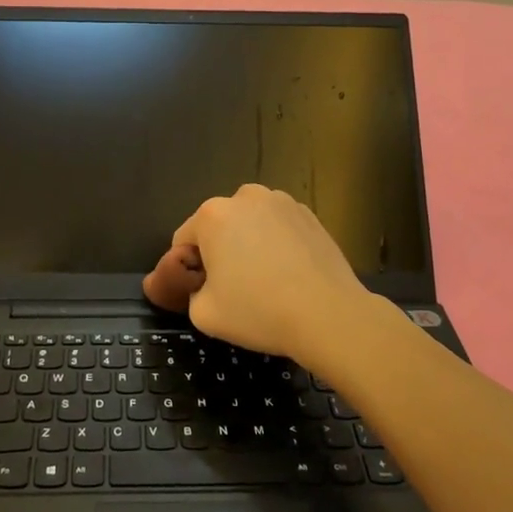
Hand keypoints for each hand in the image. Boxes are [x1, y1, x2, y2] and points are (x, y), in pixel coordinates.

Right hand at [141, 184, 377, 367]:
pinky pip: (279, 226)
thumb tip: (202, 285)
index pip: (184, 240)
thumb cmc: (259, 311)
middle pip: (219, 226)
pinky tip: (290, 272)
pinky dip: (278, 242)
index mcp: (212, 214)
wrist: (328, 313)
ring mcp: (280, 201)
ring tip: (267, 279)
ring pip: (250, 223)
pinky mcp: (308, 213)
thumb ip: (190, 293)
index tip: (204, 291)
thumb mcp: (204, 314)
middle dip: (220, 250)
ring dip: (250, 242)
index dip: (189, 268)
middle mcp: (244, 197)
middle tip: (235, 288)